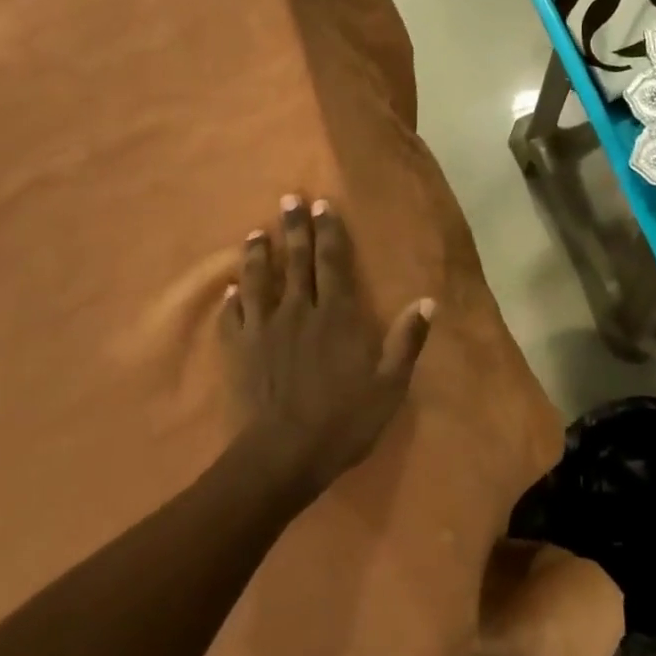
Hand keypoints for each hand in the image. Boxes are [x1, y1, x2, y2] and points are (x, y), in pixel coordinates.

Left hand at [223, 195, 433, 500]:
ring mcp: (263, 329)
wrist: (283, 456)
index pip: (333, 262)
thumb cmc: (343, 420)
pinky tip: (228, 290)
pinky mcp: (239, 351)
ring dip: (257, 255)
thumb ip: (406, 340)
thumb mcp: (389, 385)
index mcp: (336, 316)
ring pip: (259, 281)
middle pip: (296, 261)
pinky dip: (231, 300)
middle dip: (294, 228)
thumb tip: (427, 301)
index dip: (329, 231)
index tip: (323, 205)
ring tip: (255, 234)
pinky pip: (232, 317)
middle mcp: (298, 311)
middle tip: (289, 199)